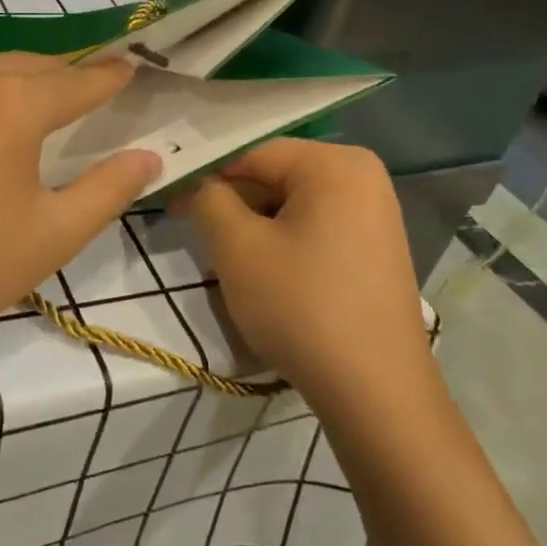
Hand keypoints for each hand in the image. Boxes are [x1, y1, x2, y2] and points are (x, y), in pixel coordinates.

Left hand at [0, 53, 160, 355]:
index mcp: (11, 104)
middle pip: (19, 66)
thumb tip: (148, 156)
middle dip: (52, 76)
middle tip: (72, 90)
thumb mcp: (53, 235)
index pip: (75, 81)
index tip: (126, 69)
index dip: (106, 78)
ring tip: (0, 117)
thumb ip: (109, 189)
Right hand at [184, 140, 428, 402]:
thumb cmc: (301, 307)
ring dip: (255, 226)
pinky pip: (317, 228)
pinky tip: (267, 275)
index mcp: (336, 164)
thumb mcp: (239, 248)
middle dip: (233, 203)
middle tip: (193, 232)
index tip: (170, 201)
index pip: (253, 153)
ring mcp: (375, 213)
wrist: (375, 392)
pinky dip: (284, 242)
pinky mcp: (375, 248)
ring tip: (228, 260)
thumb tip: (197, 183)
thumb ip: (209, 200)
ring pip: (293, 205)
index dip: (207, 175)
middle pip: (276, 176)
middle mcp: (363, 176)